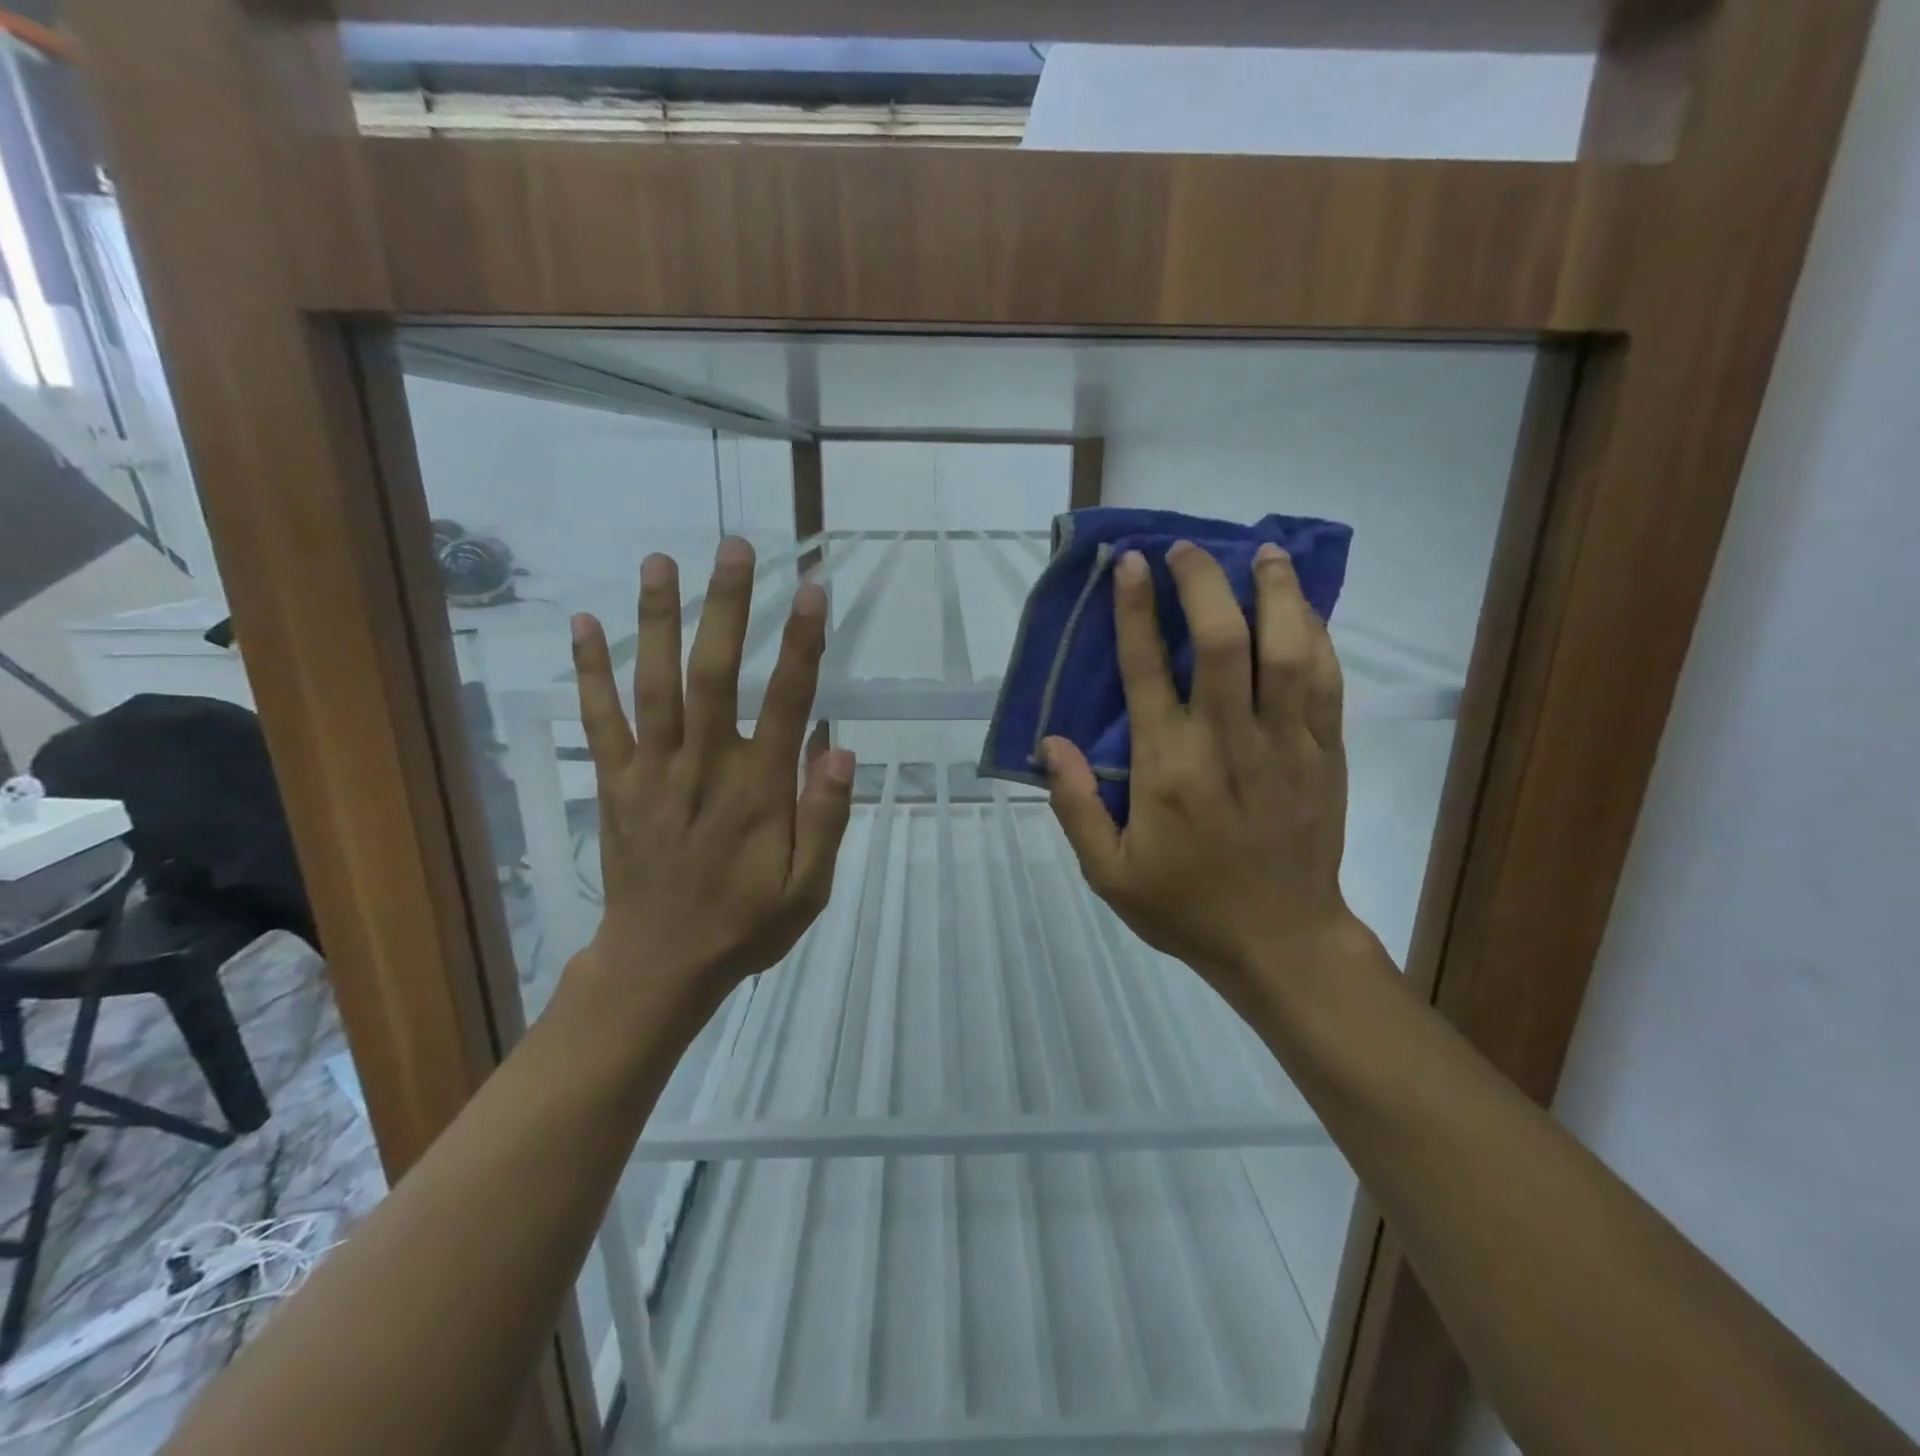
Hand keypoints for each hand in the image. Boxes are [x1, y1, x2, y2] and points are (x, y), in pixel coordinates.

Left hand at [564, 538, 854, 1030]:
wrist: (659, 965)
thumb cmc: (744, 925)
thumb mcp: (807, 890)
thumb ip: (825, 820)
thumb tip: (841, 751)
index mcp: (756, 792)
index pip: (784, 704)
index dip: (799, 646)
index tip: (811, 592)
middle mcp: (702, 768)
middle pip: (712, 675)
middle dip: (726, 609)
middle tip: (733, 547)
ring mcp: (651, 772)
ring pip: (651, 685)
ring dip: (656, 621)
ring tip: (660, 561)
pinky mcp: (615, 784)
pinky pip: (599, 721)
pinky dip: (588, 672)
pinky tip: (581, 624)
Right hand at [1045, 542, 1358, 1011]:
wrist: (1280, 940)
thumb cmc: (1185, 905)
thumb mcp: (1108, 872)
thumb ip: (1076, 805)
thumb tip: (1050, 742)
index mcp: (1167, 768)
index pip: (1145, 670)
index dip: (1135, 609)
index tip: (1131, 563)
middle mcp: (1226, 743)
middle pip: (1220, 641)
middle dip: (1203, 583)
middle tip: (1189, 549)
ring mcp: (1285, 745)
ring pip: (1285, 650)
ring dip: (1274, 593)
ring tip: (1263, 553)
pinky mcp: (1326, 755)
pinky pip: (1326, 682)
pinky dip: (1316, 636)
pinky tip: (1304, 608)